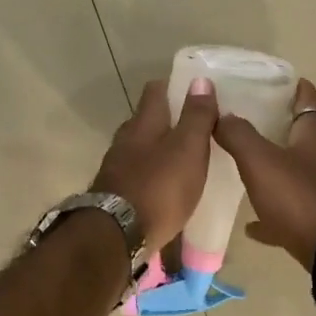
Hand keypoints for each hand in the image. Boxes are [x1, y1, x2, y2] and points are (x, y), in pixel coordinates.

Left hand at [90, 78, 218, 252]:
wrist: (116, 235)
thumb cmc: (159, 188)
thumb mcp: (188, 149)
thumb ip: (196, 117)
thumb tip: (201, 80)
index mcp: (143, 123)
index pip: (155, 91)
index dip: (174, 86)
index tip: (195, 91)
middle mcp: (125, 139)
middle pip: (146, 120)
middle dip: (167, 120)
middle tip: (195, 127)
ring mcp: (116, 167)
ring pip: (140, 148)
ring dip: (159, 149)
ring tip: (183, 159)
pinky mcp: (114, 193)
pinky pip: (136, 174)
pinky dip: (151, 173)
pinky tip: (164, 186)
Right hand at [212, 78, 315, 269]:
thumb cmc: (300, 196)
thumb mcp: (261, 160)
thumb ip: (238, 135)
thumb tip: (220, 113)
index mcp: (313, 138)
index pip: (309, 103)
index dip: (300, 90)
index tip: (288, 80)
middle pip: (302, 140)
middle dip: (280, 131)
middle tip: (251, 123)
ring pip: (296, 176)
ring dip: (275, 172)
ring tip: (245, 170)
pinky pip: (290, 214)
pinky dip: (272, 216)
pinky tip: (251, 225)